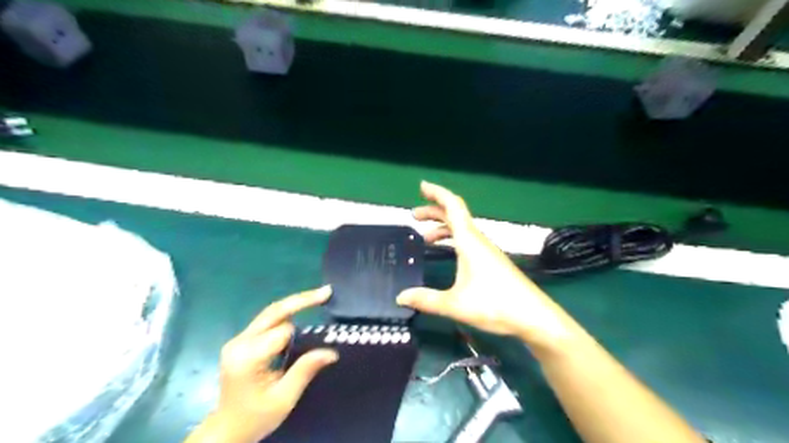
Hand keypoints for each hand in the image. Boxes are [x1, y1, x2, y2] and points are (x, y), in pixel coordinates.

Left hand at [189, 285, 339, 442]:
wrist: (227, 430)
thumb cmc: (256, 417)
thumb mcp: (284, 398)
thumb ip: (305, 370)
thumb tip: (332, 352)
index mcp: (247, 357)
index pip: (282, 332)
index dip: (303, 335)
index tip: (323, 339)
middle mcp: (239, 342)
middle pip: (273, 312)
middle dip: (301, 300)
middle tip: (326, 292)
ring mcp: (238, 340)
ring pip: (270, 313)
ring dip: (294, 305)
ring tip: (319, 297)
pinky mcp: (241, 342)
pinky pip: (267, 322)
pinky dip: (286, 315)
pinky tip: (301, 311)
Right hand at [397, 182, 569, 345]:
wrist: (533, 317)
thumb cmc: (495, 304)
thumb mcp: (455, 304)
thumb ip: (426, 300)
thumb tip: (401, 297)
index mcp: (469, 241)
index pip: (453, 206)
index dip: (437, 193)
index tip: (422, 187)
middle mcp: (478, 240)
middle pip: (455, 215)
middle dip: (434, 211)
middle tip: (414, 216)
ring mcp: (487, 250)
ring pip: (462, 229)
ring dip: (443, 227)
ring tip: (425, 238)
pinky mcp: (492, 261)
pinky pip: (468, 241)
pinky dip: (453, 239)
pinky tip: (449, 253)